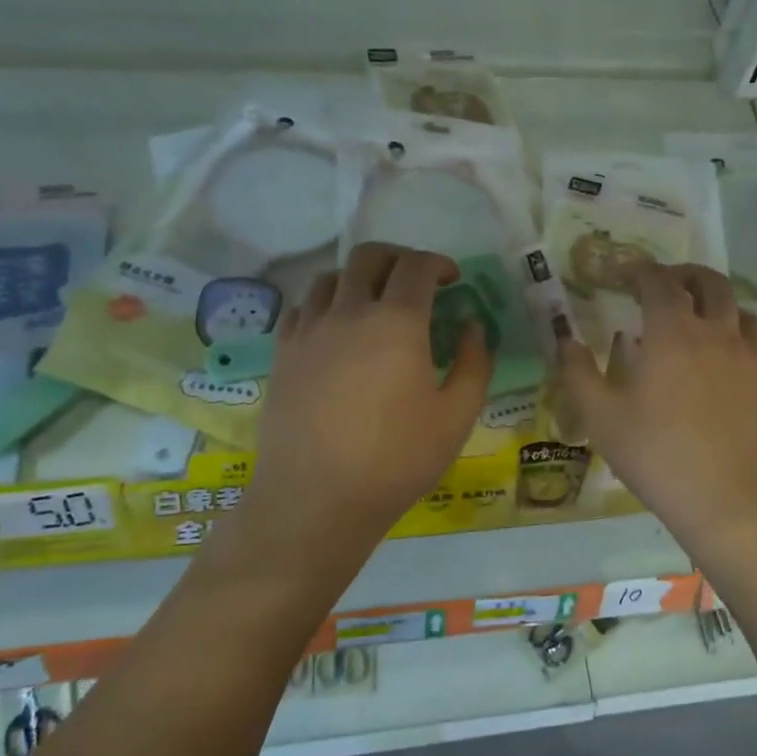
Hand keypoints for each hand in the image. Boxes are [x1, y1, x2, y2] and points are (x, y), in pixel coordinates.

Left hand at [248, 243, 490, 551]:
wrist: (316, 499)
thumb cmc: (396, 460)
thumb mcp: (457, 417)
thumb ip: (474, 363)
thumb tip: (473, 327)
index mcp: (396, 322)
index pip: (416, 266)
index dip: (438, 263)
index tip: (452, 280)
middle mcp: (348, 312)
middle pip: (368, 257)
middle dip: (398, 258)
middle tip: (415, 282)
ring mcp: (309, 331)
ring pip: (330, 278)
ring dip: (358, 279)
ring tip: (373, 304)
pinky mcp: (282, 354)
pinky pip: (302, 308)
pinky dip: (325, 305)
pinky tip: (335, 331)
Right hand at [559, 263, 756, 551]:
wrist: (731, 501)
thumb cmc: (657, 456)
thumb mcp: (601, 418)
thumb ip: (578, 373)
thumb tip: (566, 341)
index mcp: (673, 332)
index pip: (658, 281)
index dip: (639, 270)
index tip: (623, 272)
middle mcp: (716, 333)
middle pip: (709, 282)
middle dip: (684, 274)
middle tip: (663, 283)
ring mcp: (749, 358)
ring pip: (739, 309)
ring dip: (716, 301)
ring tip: (697, 317)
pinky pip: (754, 343)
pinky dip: (735, 334)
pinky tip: (723, 359)